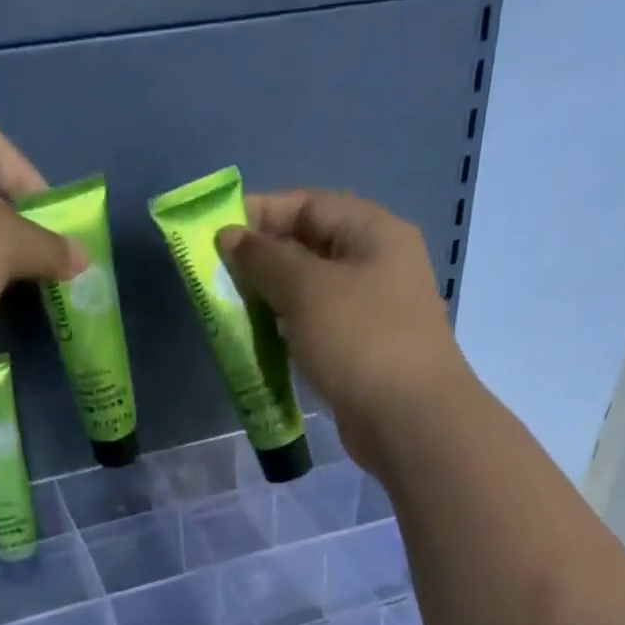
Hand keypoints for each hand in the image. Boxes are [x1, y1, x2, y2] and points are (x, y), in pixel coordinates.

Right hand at [215, 190, 469, 470]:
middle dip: (262, 259)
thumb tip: (230, 237)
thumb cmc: (359, 340)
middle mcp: (377, 265)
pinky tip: (261, 342)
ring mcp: (372, 312)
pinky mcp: (362, 352)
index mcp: (374, 232)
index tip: (215, 233)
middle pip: (310, 247)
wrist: (408, 419)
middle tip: (217, 277)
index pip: (310, 204)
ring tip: (231, 310)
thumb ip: (263, 258)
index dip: (261, 213)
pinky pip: (317, 328)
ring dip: (271, 298)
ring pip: (311, 292)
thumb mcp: (306, 289)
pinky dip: (288, 330)